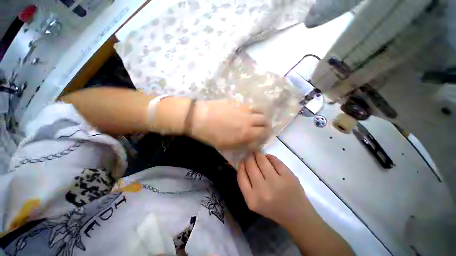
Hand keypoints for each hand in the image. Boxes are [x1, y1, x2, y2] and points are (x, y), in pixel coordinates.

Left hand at [190, 100, 270, 149]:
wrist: (199, 118)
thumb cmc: (211, 135)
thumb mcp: (227, 145)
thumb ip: (242, 143)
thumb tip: (251, 141)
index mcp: (246, 132)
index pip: (264, 132)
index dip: (266, 135)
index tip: (262, 136)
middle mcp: (248, 119)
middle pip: (265, 119)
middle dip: (266, 124)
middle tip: (261, 127)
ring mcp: (243, 108)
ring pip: (259, 110)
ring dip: (260, 115)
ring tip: (255, 119)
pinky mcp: (236, 102)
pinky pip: (248, 106)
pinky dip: (250, 110)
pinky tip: (243, 113)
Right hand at [237, 152, 314, 227]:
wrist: (296, 215)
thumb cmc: (272, 208)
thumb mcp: (254, 202)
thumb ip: (246, 184)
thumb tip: (243, 163)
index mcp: (252, 199)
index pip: (241, 175)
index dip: (241, 165)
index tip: (242, 161)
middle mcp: (263, 191)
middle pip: (250, 165)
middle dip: (249, 157)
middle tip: (250, 155)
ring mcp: (277, 182)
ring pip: (262, 160)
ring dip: (258, 154)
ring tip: (258, 153)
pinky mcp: (288, 176)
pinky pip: (274, 160)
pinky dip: (269, 157)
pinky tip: (268, 158)